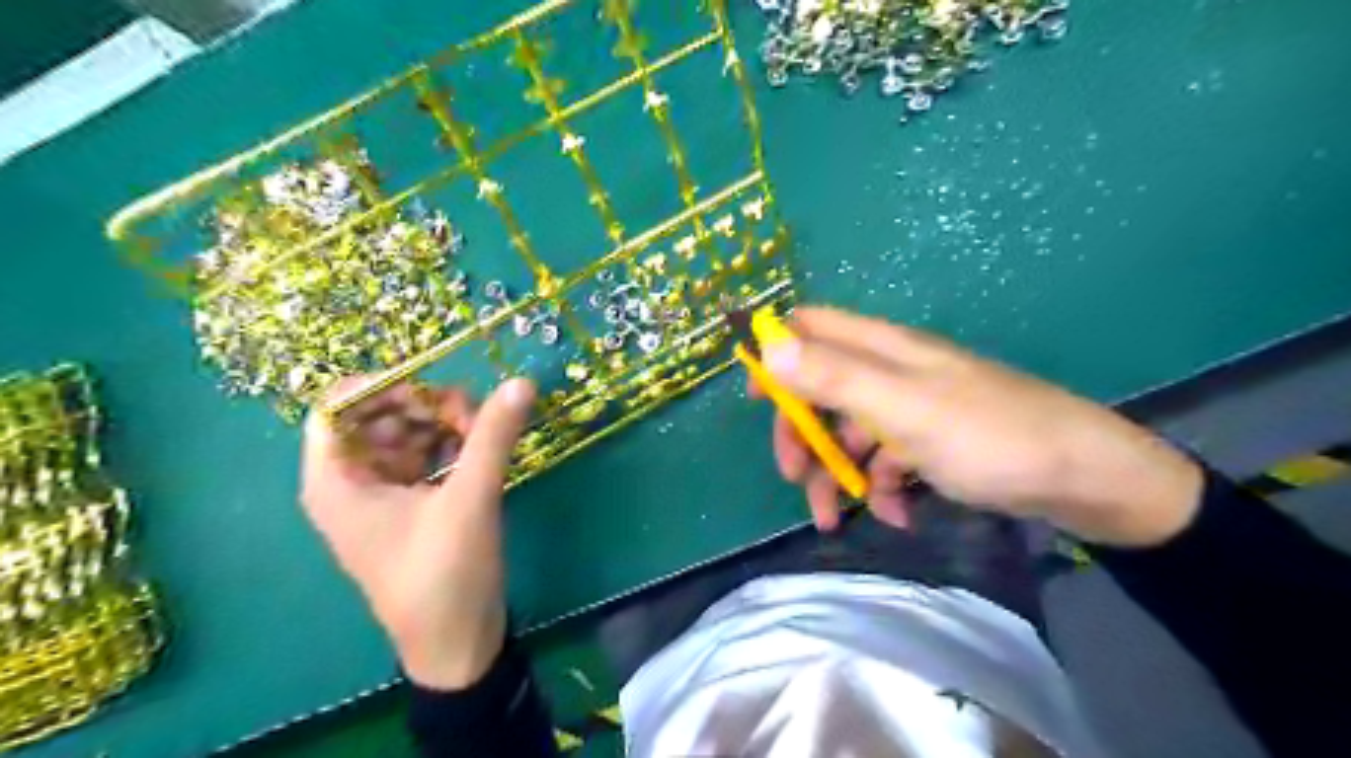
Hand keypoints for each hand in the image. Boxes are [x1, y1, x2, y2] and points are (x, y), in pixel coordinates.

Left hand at [302, 377, 535, 689]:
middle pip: (377, 416)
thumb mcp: (470, 500)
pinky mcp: (409, 504)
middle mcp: (350, 482)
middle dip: (426, 406)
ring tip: (484, 434)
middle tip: (474, 416)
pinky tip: (481, 453)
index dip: (383, 387)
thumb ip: (493, 436)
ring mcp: (381, 493)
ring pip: (405, 434)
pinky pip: (423, 456)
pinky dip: (451, 446)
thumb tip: (521, 381)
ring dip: (444, 425)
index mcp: (337, 481)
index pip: (337, 406)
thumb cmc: (445, 575)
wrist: (457, 644)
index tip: (436, 391)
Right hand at [758, 306, 1203, 546]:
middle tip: (793, 475)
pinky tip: (899, 516)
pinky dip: (884, 488)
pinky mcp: (933, 442)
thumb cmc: (989, 435)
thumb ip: (833, 375)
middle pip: (822, 388)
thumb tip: (766, 346)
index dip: (775, 353)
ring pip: (851, 431)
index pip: (810, 327)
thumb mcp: (902, 407)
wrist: (1085, 479)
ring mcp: (912, 408)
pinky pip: (889, 459)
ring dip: (838, 473)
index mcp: (882, 348)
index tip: (755, 398)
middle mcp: (891, 370)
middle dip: (802, 432)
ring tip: (839, 519)